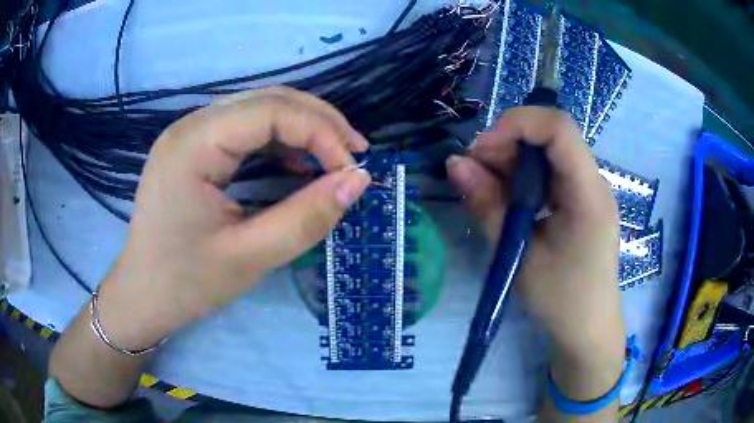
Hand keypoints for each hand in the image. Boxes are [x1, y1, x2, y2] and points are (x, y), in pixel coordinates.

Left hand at [97, 87, 371, 349]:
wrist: (142, 295)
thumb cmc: (186, 283)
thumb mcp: (250, 257)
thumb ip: (307, 217)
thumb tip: (359, 180)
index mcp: (193, 145)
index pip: (271, 110)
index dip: (321, 132)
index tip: (352, 170)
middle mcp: (190, 126)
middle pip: (267, 99)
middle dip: (318, 122)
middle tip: (354, 154)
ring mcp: (190, 134)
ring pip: (259, 109)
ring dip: (302, 127)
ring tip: (334, 157)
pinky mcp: (194, 148)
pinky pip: (245, 128)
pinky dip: (280, 140)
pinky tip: (298, 162)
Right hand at [447, 107, 624, 400]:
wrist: (588, 329)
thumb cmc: (559, 301)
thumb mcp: (519, 256)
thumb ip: (488, 206)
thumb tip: (455, 164)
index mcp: (588, 195)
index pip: (559, 128)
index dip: (517, 125)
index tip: (482, 151)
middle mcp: (594, 182)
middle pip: (551, 135)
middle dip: (508, 143)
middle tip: (475, 171)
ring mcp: (589, 190)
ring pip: (549, 150)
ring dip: (513, 159)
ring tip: (487, 187)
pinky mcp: (582, 200)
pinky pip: (551, 171)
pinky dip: (524, 176)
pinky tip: (508, 198)